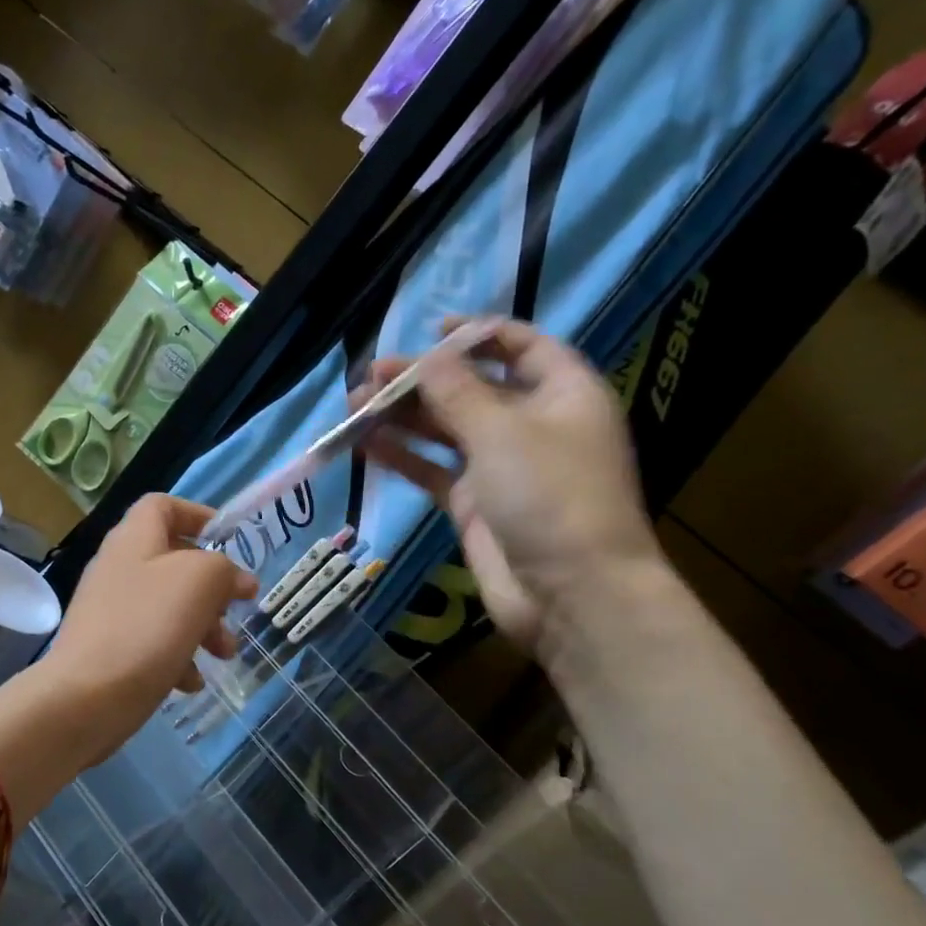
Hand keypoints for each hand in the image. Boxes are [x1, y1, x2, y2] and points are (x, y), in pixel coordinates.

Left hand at [40, 494, 255, 764]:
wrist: (86, 698)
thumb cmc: (147, 627)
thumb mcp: (200, 582)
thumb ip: (225, 570)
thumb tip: (238, 580)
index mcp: (134, 540)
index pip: (162, 506)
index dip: (197, 514)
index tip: (228, 540)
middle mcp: (119, 569)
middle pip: (173, 562)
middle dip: (212, 588)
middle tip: (235, 611)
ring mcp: (111, 612)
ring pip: (169, 607)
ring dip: (203, 628)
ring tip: (224, 655)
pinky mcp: (109, 651)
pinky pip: (152, 643)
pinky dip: (177, 658)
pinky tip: (190, 682)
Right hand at [353, 318, 661, 649]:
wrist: (571, 595)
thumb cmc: (551, 496)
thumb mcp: (504, 431)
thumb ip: (457, 392)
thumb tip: (426, 359)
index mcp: (562, 393)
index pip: (521, 347)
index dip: (478, 334)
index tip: (431, 331)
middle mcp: (532, 424)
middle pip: (472, 388)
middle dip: (422, 380)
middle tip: (370, 376)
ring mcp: (501, 467)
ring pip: (445, 430)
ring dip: (402, 417)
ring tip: (353, 407)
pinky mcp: (474, 505)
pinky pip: (433, 470)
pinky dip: (402, 456)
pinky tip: (364, 443)